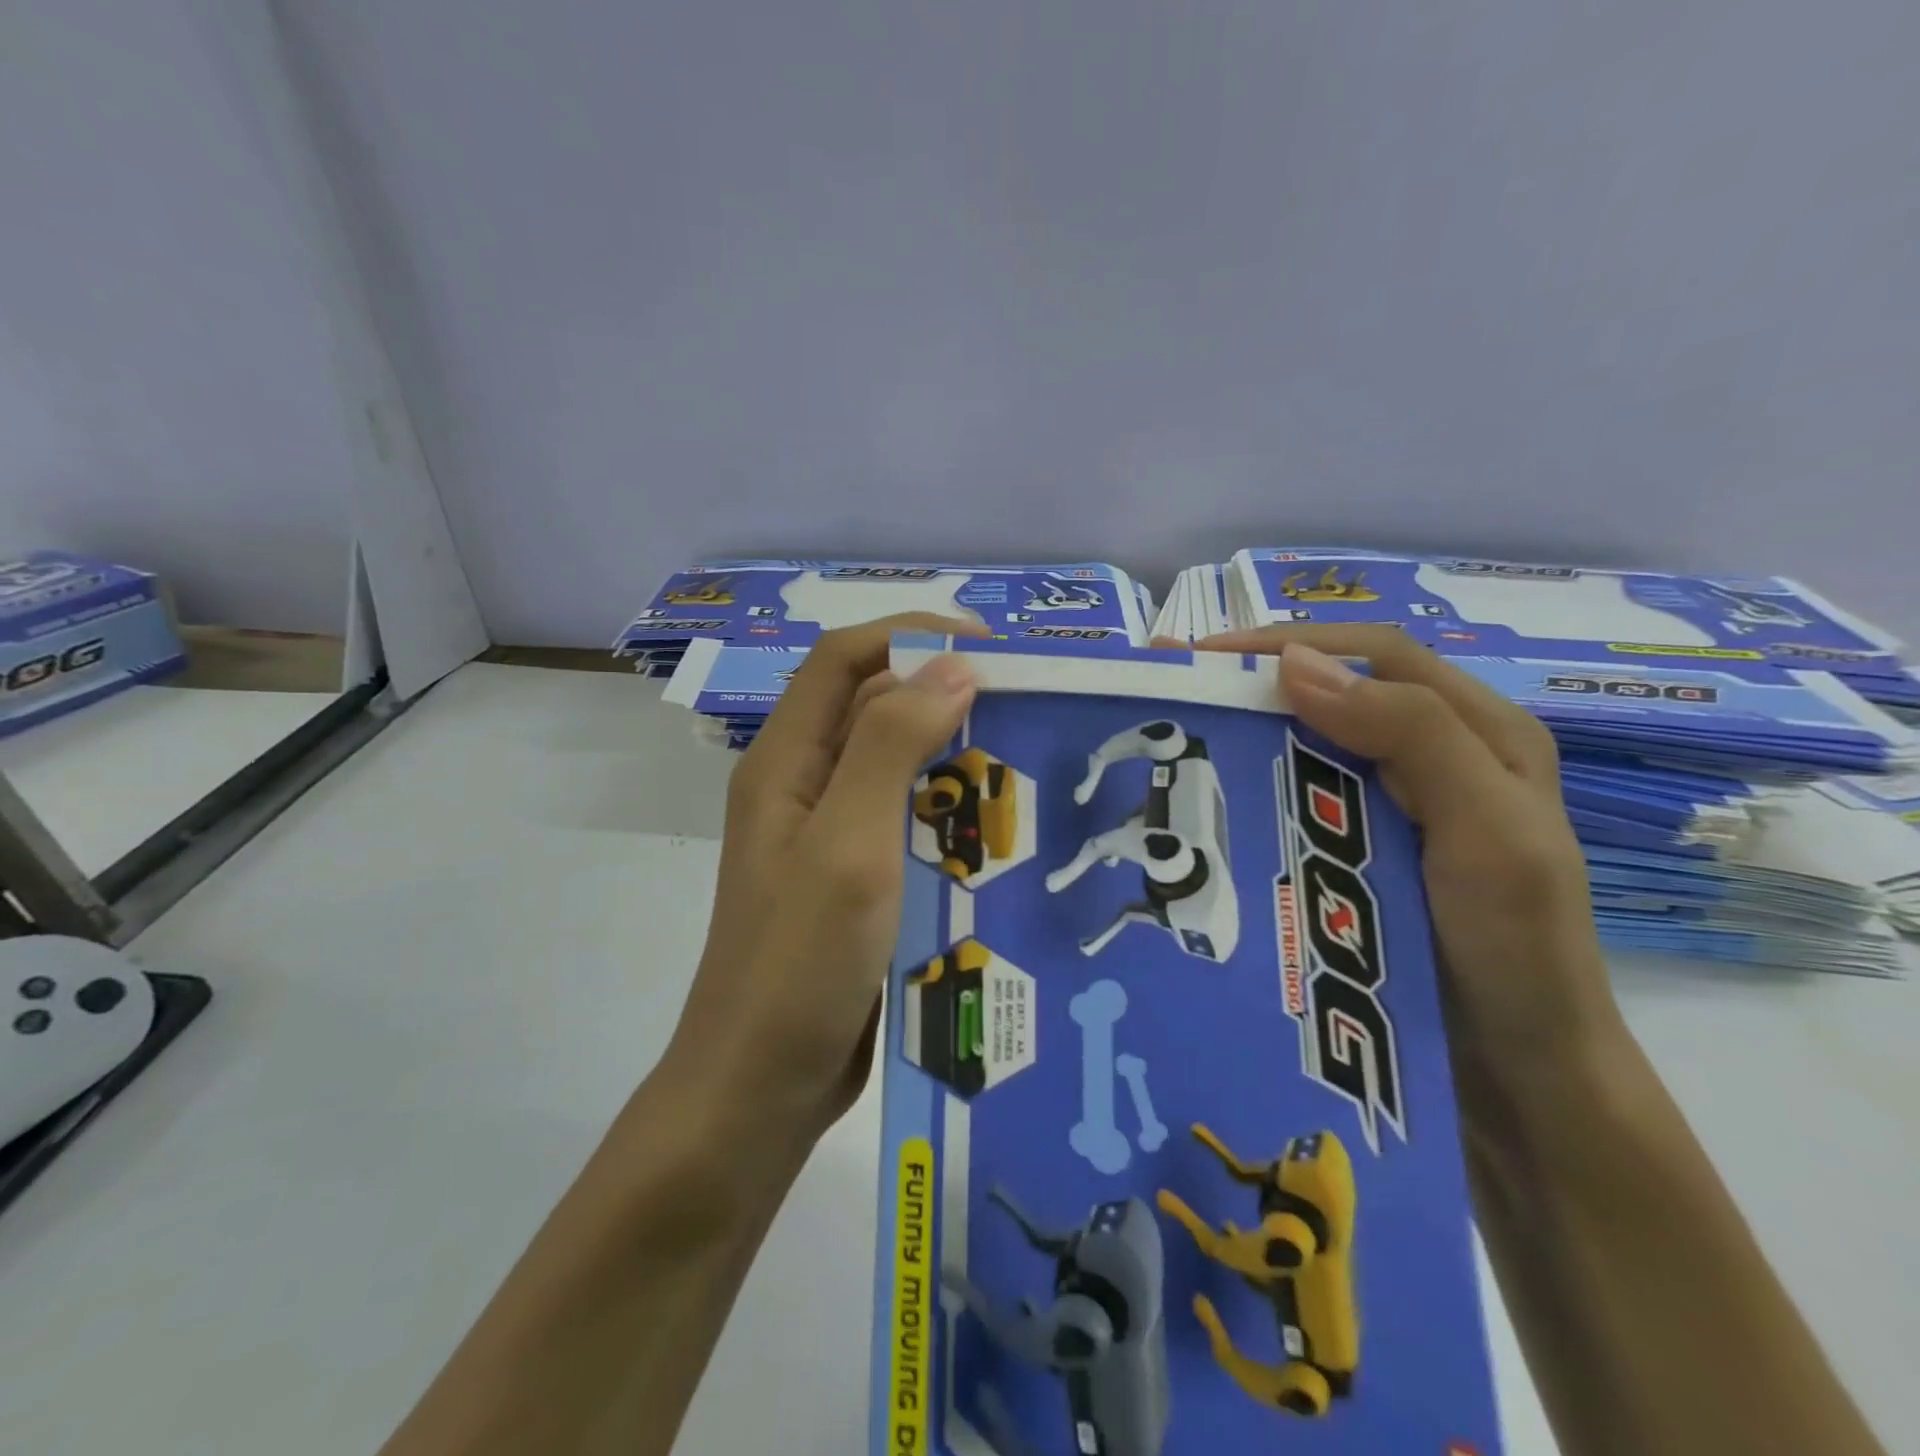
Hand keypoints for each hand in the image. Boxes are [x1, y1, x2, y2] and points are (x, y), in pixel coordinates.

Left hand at [664, 614, 982, 1144]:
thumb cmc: (797, 964)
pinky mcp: (856, 880)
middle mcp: (804, 788)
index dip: (908, 635)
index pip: (842, 660)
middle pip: (873, 708)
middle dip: (942, 693)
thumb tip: (951, 666)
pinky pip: (908, 822)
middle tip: (1022, 706)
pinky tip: (1000, 830)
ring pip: (897, 767)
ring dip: (953, 756)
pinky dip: (951, 812)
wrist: (760, 1087)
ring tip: (1024, 763)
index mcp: (786, 762)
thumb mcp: (847, 845)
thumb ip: (890, 748)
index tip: (987, 647)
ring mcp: (829, 837)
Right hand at [1193, 626, 1627, 1098]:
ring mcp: (1394, 809)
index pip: (1378, 656)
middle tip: (1175, 692)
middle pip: (1338, 693)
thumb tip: (1293, 663)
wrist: (1520, 1075)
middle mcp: (1435, 759)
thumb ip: (1411, 734)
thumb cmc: (1517, 947)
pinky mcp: (1360, 852)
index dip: (1294, 643)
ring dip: (1249, 735)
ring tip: (1178, 740)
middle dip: (1257, 683)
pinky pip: (1301, 801)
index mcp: (1481, 734)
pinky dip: (1256, 788)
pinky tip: (1213, 801)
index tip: (1207, 658)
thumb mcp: (1487, 830)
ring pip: (1311, 748)